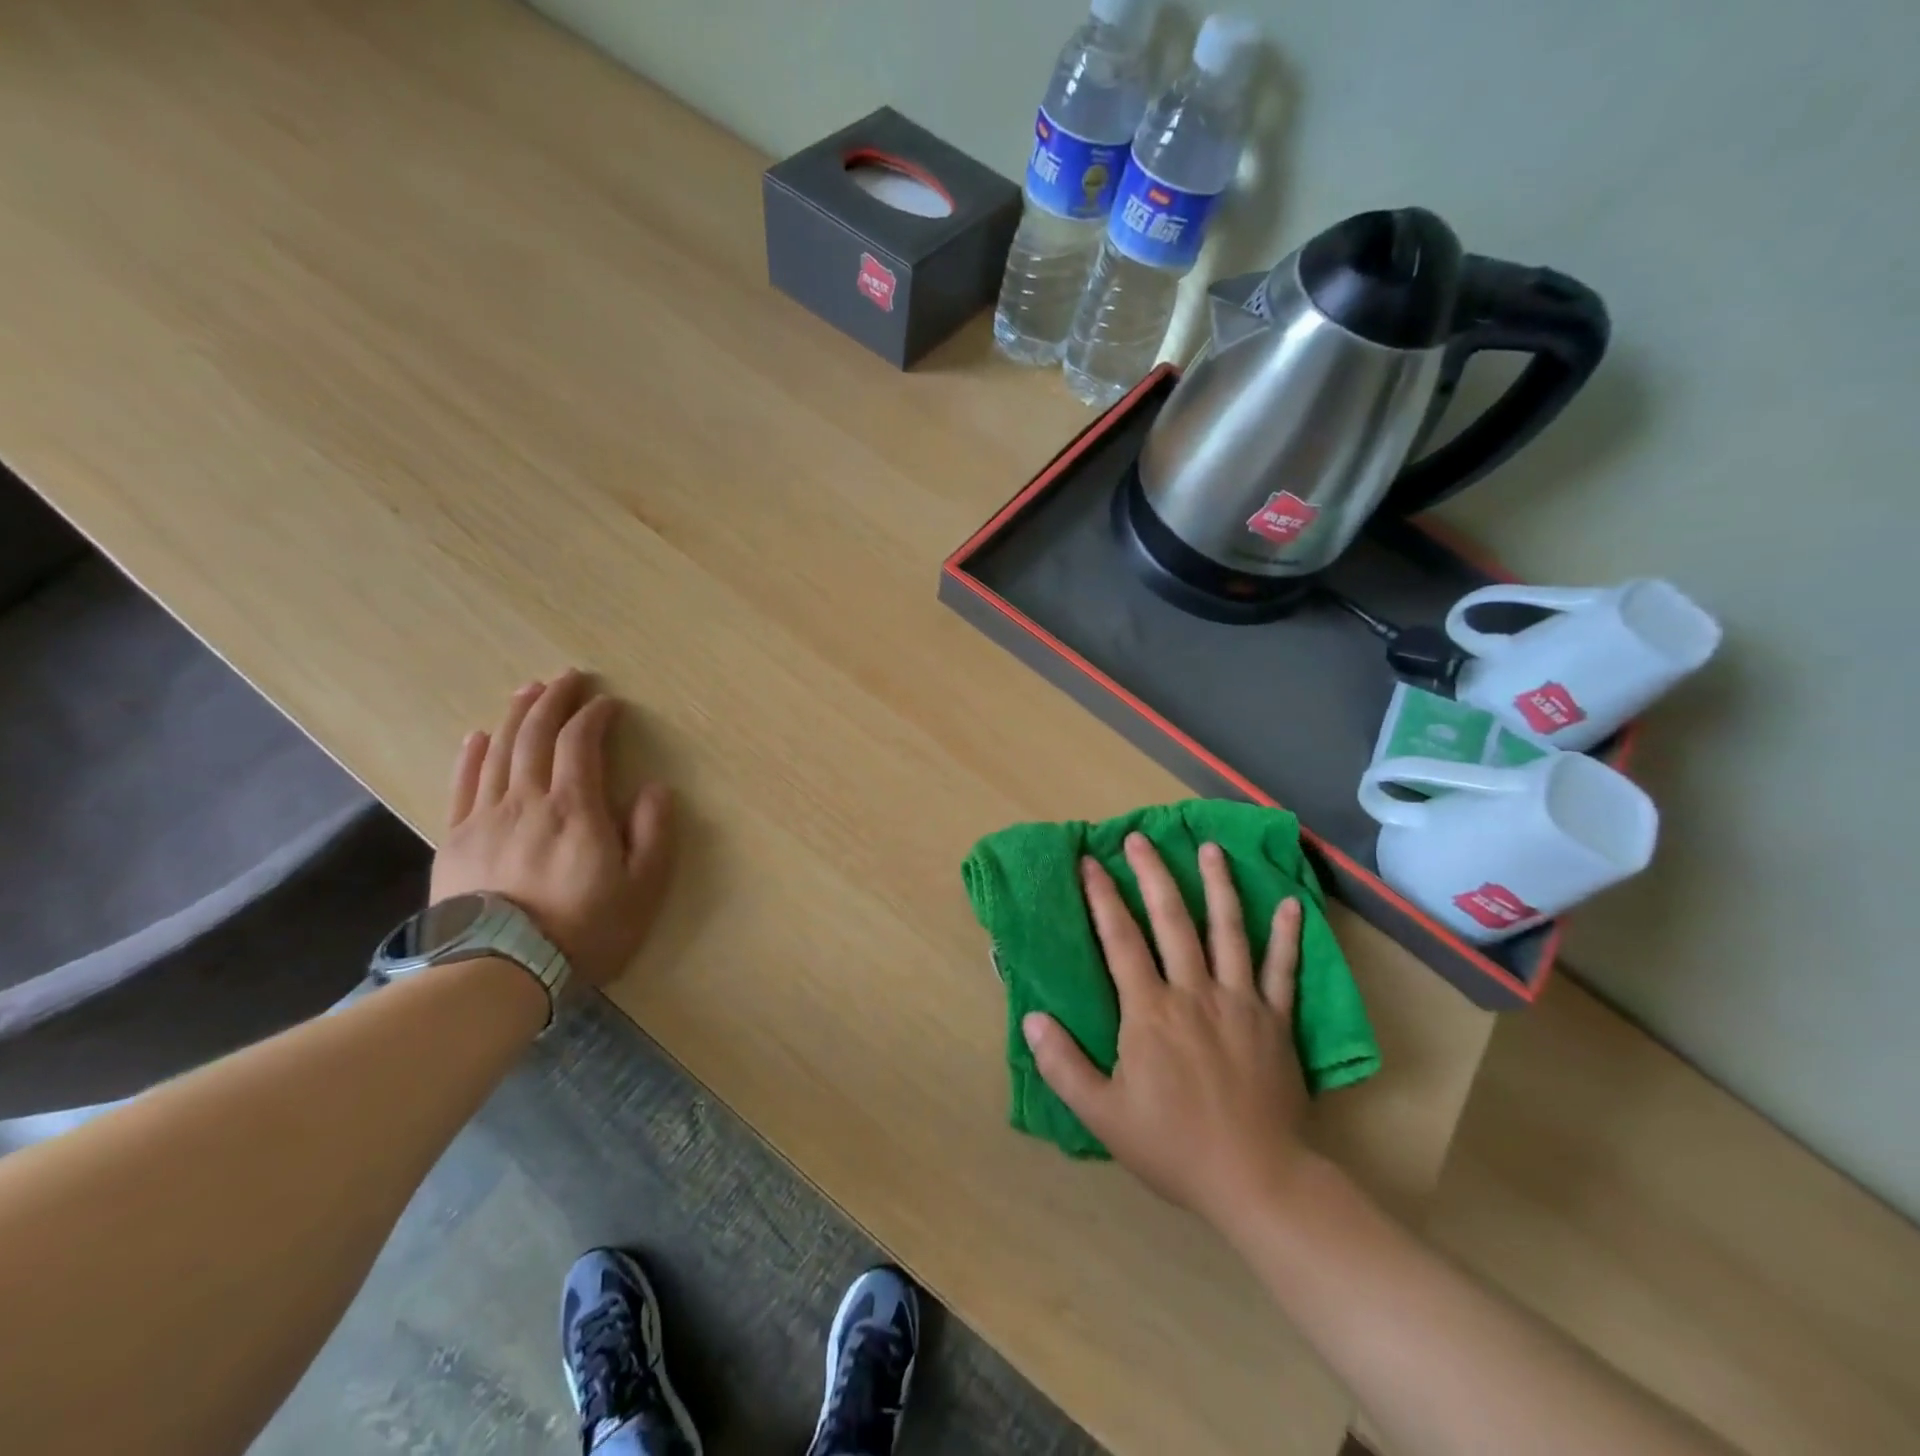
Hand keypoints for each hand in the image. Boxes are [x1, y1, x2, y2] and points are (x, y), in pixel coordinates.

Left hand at [431, 671, 674, 988]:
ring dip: (516, 715)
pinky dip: (472, 755)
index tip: (608, 703)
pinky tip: (479, 736)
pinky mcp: (455, 840)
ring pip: (499, 752)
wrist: (495, 974)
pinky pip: (463, 785)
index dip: (594, 716)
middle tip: (567, 677)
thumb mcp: (641, 889)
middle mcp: (527, 801)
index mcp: (575, 809)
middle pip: (536, 736)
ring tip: (528, 690)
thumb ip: (653, 834)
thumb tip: (654, 789)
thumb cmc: (581, 932)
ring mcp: (485, 818)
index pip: (581, 744)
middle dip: (553, 700)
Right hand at [1023, 834, 1311, 1232]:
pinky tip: (1291, 904)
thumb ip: (1063, 1065)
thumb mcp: (1103, 1116)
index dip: (1102, 898)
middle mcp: (1194, 992)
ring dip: (1218, 886)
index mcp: (1150, 1011)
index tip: (1089, 862)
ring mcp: (1240, 1002)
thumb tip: (1031, 1019)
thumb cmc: (1174, 1147)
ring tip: (1210, 849)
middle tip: (1140, 838)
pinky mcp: (1276, 1020)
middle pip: (1172, 921)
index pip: (1120, 940)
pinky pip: (1283, 970)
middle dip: (1153, 875)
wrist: (1258, 1182)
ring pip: (1228, 931)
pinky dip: (1287, 935)